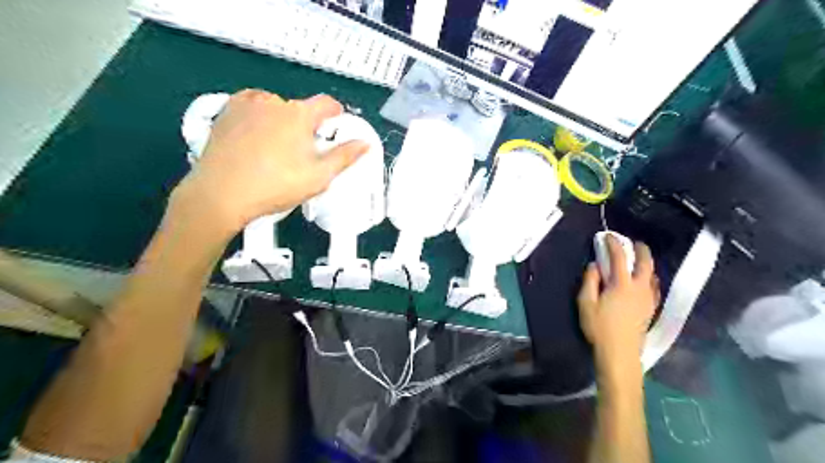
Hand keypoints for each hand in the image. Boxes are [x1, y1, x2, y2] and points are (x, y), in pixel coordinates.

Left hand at [171, 89, 365, 234]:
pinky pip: (251, 107)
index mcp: (300, 115)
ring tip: (277, 147)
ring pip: (275, 107)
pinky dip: (259, 117)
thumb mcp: (319, 176)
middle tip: (303, 152)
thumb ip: (345, 157)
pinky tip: (256, 136)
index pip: (326, 103)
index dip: (336, 112)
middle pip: (300, 109)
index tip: (337, 122)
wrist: (221, 194)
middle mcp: (274, 102)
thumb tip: (365, 143)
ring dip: (282, 120)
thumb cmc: (276, 185)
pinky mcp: (226, 112)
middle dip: (306, 125)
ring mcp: (247, 104)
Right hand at [575, 234, 661, 383]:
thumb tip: (594, 266)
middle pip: (645, 263)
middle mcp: (639, 288)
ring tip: (638, 260)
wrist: (620, 353)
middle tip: (633, 242)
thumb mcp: (585, 303)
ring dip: (646, 263)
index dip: (614, 244)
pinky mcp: (651, 309)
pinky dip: (649, 277)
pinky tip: (645, 281)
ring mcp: (648, 299)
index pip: (619, 257)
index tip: (608, 236)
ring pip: (652, 274)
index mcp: (622, 284)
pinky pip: (654, 287)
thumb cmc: (599, 327)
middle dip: (640, 249)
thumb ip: (590, 281)